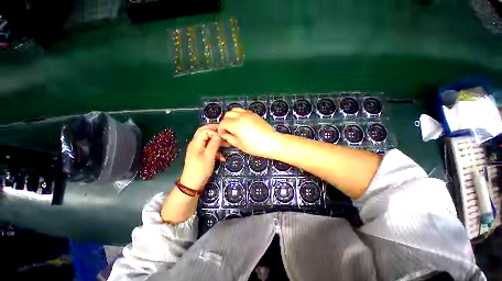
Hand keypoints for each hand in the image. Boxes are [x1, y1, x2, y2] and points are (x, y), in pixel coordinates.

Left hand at [179, 125, 221, 190]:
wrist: (192, 184)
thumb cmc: (200, 170)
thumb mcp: (209, 156)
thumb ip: (214, 144)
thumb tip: (219, 134)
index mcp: (196, 143)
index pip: (205, 130)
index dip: (214, 130)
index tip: (224, 133)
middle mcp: (196, 144)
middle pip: (205, 133)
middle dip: (215, 132)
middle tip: (225, 134)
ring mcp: (198, 149)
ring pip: (208, 140)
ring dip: (217, 142)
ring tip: (227, 145)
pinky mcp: (201, 155)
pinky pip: (209, 148)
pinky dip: (216, 150)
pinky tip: (222, 157)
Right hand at [218, 108, 278, 157]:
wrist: (271, 142)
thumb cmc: (255, 146)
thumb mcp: (240, 145)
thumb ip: (229, 138)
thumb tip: (224, 134)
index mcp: (236, 124)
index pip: (223, 122)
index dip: (221, 128)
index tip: (223, 134)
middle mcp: (241, 116)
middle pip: (228, 114)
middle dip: (225, 121)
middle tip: (228, 130)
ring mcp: (249, 114)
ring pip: (235, 110)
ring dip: (232, 116)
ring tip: (235, 124)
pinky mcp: (254, 114)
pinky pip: (244, 111)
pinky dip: (240, 114)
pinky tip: (243, 122)